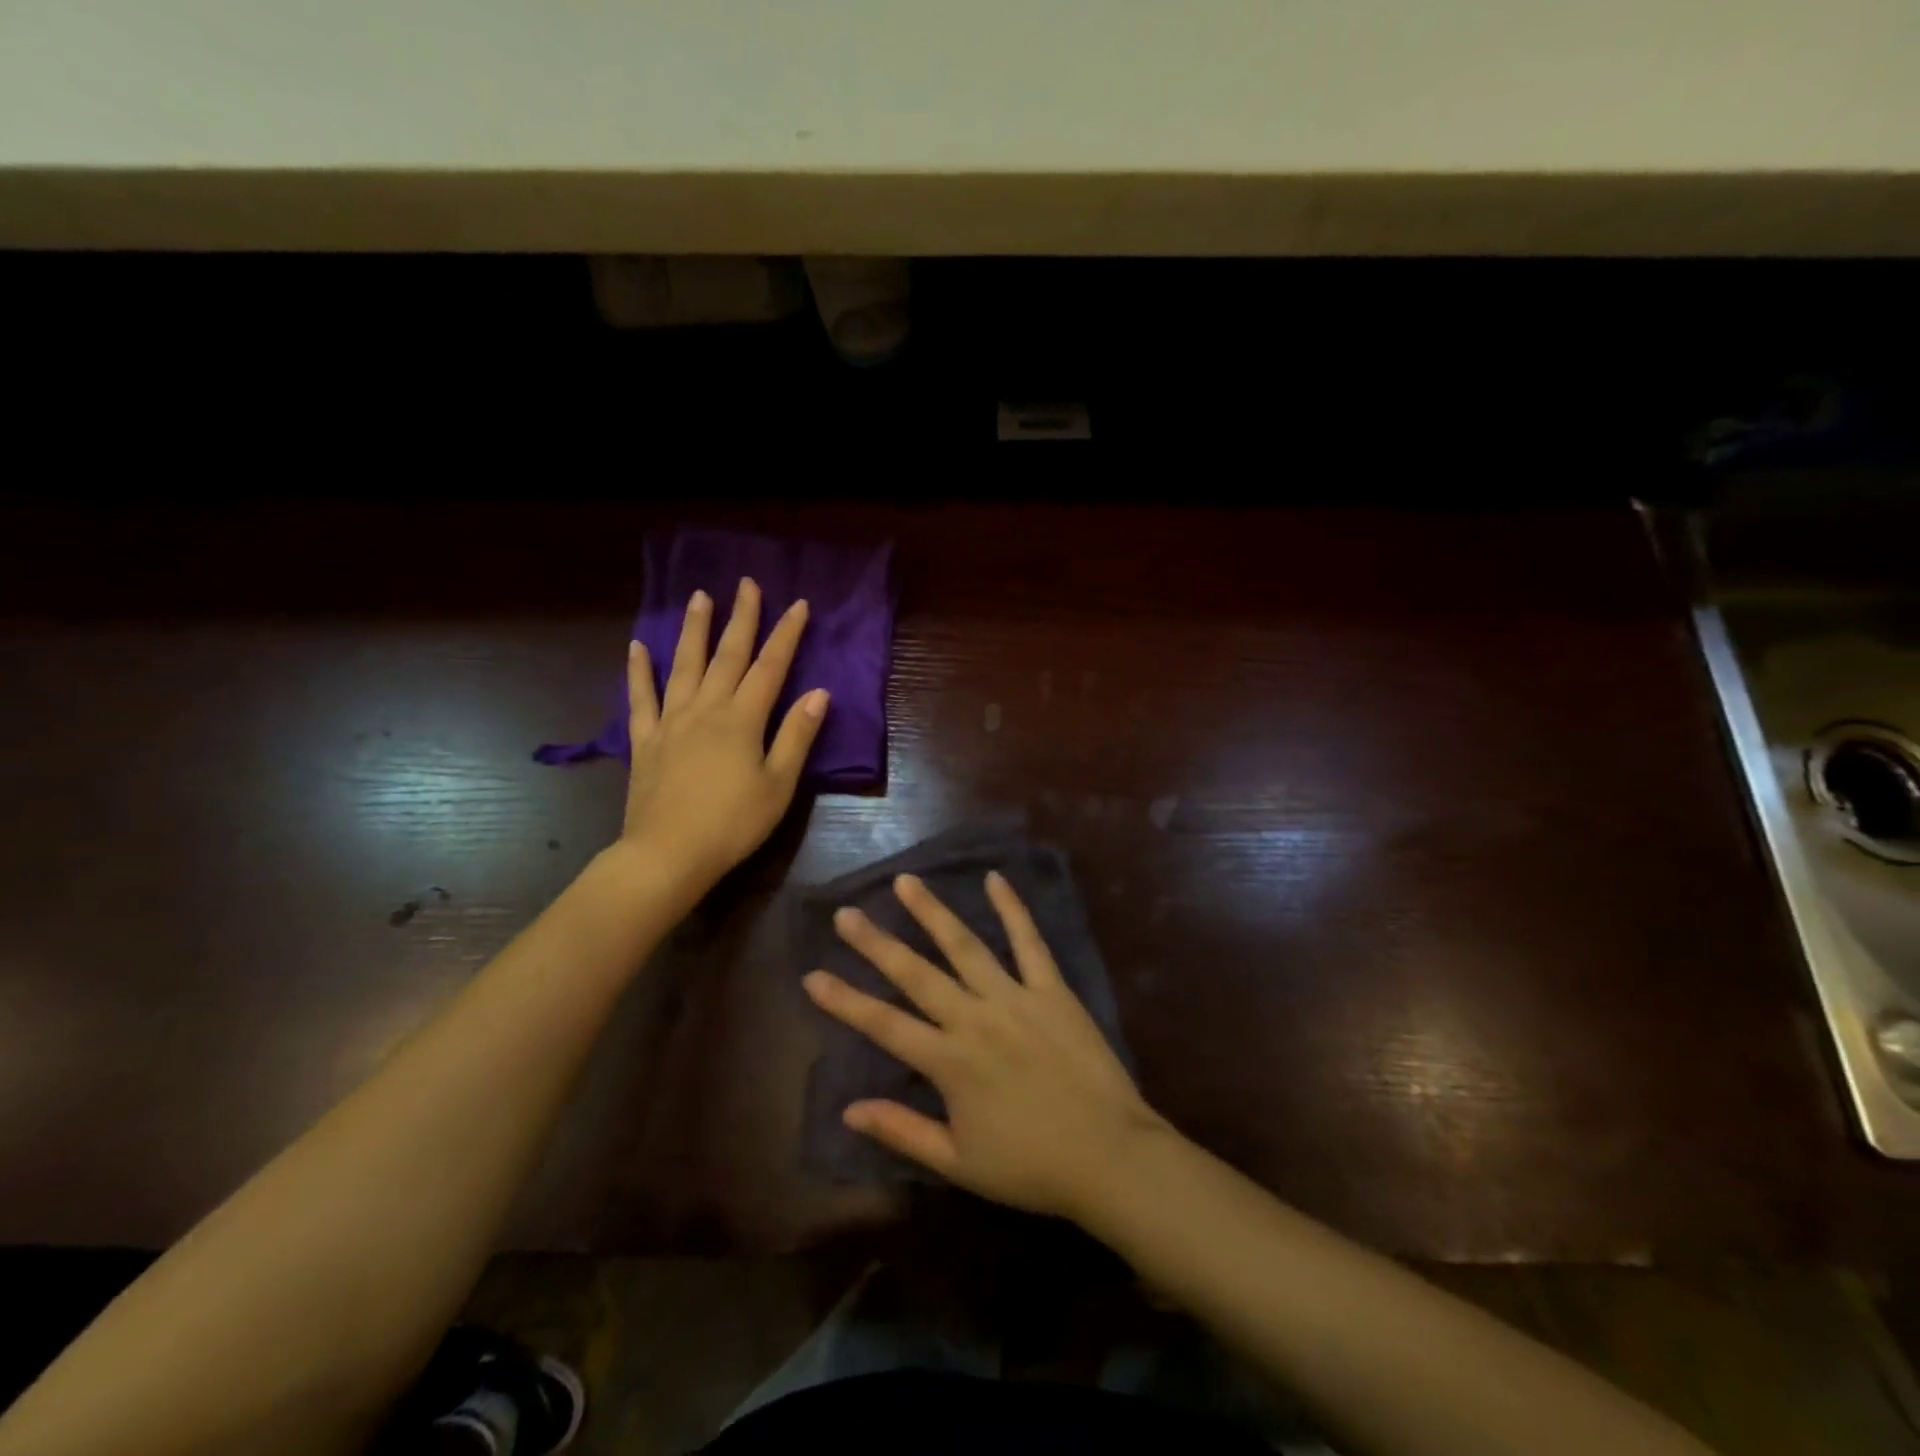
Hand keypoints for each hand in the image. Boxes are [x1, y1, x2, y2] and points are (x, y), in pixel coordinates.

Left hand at [620, 578, 827, 895]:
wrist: (668, 855)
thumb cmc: (733, 824)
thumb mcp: (778, 784)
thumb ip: (796, 735)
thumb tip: (819, 693)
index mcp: (742, 720)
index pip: (770, 667)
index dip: (786, 634)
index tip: (798, 604)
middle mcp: (706, 709)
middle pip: (727, 656)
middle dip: (741, 618)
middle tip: (746, 583)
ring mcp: (671, 722)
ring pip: (684, 665)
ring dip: (694, 630)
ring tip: (699, 597)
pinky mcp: (645, 741)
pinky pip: (640, 699)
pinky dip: (639, 672)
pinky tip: (637, 648)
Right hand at [804, 872, 1168, 1222]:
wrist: (1109, 1157)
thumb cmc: (1030, 1166)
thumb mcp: (958, 1163)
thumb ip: (903, 1131)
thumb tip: (849, 1109)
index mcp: (949, 1062)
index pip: (884, 1024)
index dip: (845, 1000)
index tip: (812, 974)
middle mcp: (975, 1019)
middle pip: (916, 974)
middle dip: (877, 943)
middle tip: (847, 913)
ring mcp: (1015, 998)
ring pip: (965, 946)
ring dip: (932, 912)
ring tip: (906, 882)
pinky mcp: (1052, 990)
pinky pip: (1029, 942)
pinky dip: (1012, 909)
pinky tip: (995, 879)